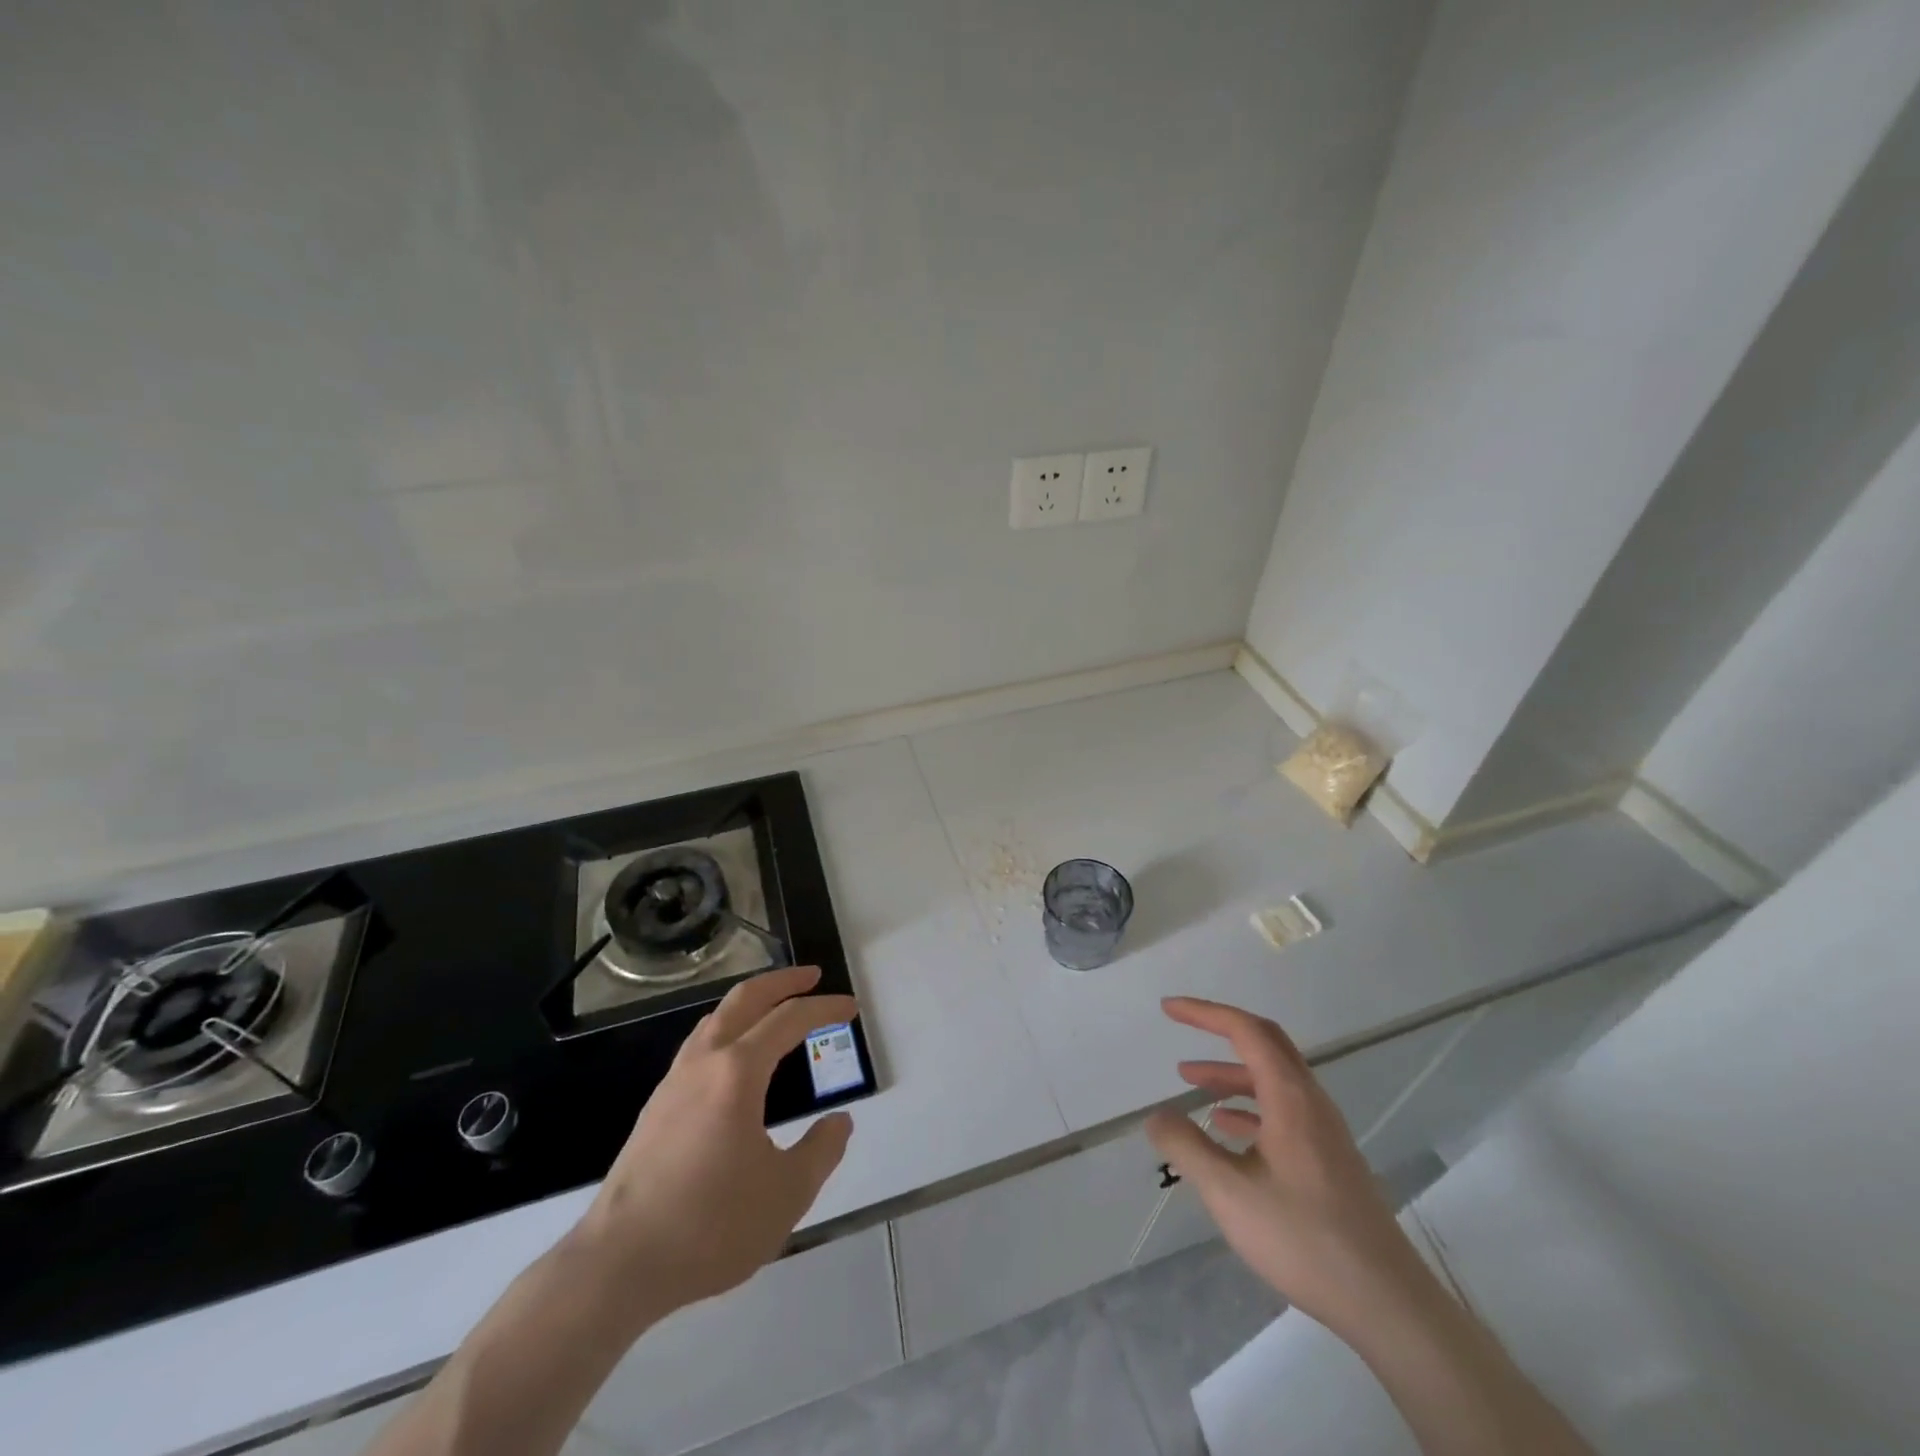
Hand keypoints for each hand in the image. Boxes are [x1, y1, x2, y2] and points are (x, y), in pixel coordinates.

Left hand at [574, 965, 857, 1317]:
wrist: (619, 1265)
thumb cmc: (711, 1225)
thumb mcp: (786, 1193)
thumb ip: (821, 1151)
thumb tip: (839, 1122)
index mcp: (738, 1072)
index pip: (789, 1020)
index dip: (824, 1008)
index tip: (851, 1007)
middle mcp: (704, 1062)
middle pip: (745, 999)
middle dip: (782, 982)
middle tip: (811, 976)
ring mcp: (674, 1082)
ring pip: (716, 1019)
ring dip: (750, 1003)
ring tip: (774, 1009)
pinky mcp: (656, 1107)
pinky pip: (699, 1045)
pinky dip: (728, 1030)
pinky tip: (734, 1059)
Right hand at [1145, 996, 1430, 1337]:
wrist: (1387, 1304)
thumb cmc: (1303, 1238)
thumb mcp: (1229, 1192)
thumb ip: (1187, 1148)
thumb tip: (1156, 1117)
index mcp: (1290, 1097)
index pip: (1245, 1031)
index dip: (1205, 1013)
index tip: (1169, 1010)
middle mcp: (1310, 1102)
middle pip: (1265, 1044)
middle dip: (1220, 1030)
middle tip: (1182, 1026)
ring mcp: (1324, 1132)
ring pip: (1272, 1080)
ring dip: (1231, 1073)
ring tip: (1190, 1081)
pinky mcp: (1329, 1160)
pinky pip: (1282, 1111)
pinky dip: (1248, 1106)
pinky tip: (1225, 1128)